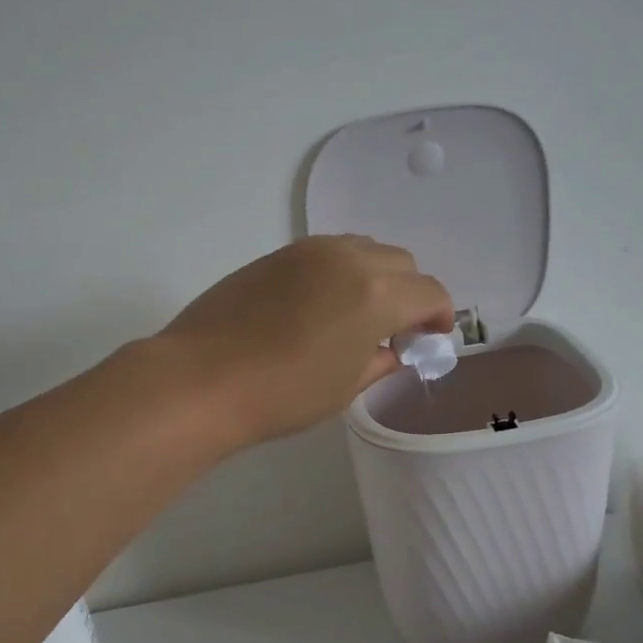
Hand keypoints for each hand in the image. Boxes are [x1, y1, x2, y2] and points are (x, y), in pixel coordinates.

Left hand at [157, 235, 452, 446]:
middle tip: (395, 329)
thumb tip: (392, 350)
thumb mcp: (343, 387)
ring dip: (376, 276)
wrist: (202, 379)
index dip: (439, 315)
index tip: (431, 337)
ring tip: (358, 313)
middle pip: (401, 263)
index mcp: (377, 294)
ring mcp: (309, 251)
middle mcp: (349, 260)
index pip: (429, 293)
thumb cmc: (282, 394)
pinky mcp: (277, 254)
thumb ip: (379, 361)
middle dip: (409, 293)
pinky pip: (328, 252)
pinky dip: (342, 271)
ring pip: (364, 249)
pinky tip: (321, 305)